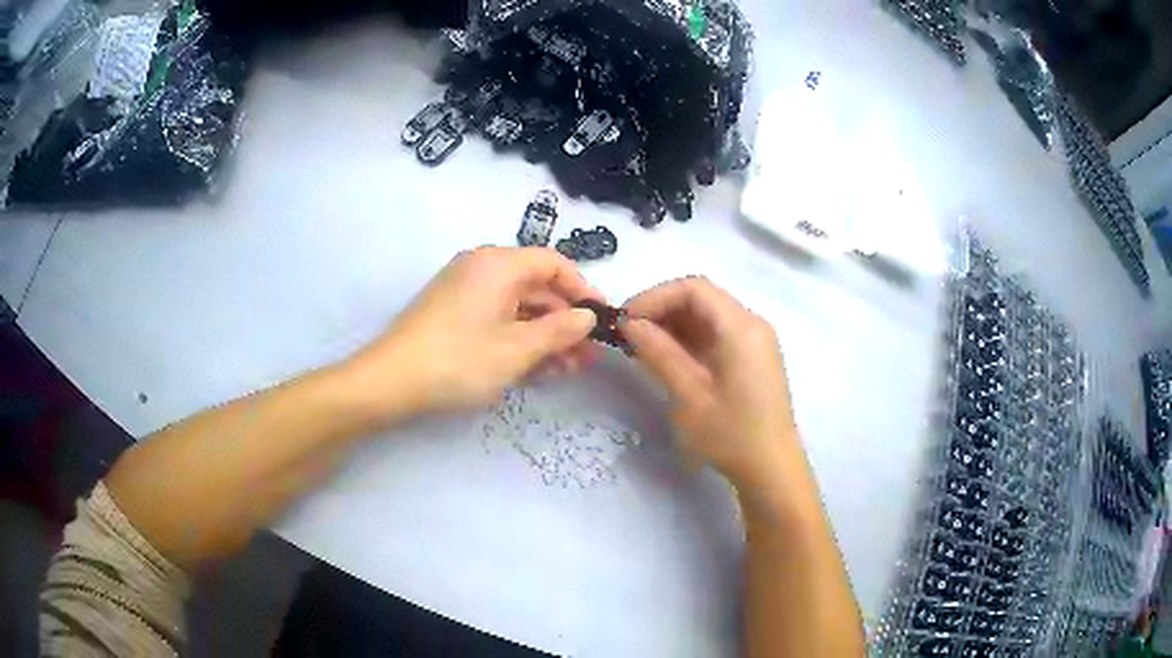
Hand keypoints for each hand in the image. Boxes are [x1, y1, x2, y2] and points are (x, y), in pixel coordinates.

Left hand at [345, 247, 601, 417]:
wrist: (392, 380)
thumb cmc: (461, 359)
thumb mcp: (518, 348)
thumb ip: (560, 330)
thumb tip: (587, 317)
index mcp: (499, 264)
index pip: (554, 263)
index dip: (582, 289)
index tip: (601, 320)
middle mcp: (483, 268)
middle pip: (537, 286)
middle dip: (565, 321)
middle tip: (588, 356)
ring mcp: (466, 291)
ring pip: (518, 307)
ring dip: (545, 335)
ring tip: (568, 369)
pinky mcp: (454, 313)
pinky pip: (497, 318)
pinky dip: (519, 338)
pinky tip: (537, 368)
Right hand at [621, 277, 799, 489]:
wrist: (772, 469)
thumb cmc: (731, 434)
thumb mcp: (689, 395)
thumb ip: (659, 353)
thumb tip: (630, 324)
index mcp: (741, 327)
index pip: (694, 288)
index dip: (655, 297)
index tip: (626, 320)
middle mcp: (752, 324)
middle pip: (702, 298)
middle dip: (663, 309)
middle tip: (629, 335)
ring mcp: (755, 341)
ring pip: (708, 315)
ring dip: (674, 324)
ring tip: (643, 347)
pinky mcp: (753, 358)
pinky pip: (718, 334)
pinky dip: (690, 339)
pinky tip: (668, 357)